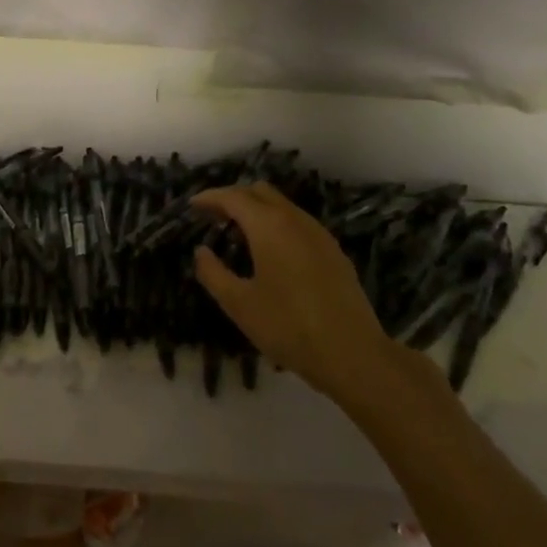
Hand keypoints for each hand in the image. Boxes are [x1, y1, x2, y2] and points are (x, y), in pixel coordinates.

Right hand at [191, 184, 401, 403]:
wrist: (353, 355)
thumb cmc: (288, 327)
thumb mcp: (239, 304)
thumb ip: (213, 273)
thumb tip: (201, 252)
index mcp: (269, 226)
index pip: (233, 197)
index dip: (210, 197)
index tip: (193, 205)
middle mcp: (295, 220)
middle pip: (260, 192)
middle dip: (234, 198)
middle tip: (214, 217)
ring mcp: (319, 234)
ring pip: (282, 206)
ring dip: (258, 211)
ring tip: (240, 235)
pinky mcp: (334, 252)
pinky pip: (298, 223)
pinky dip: (277, 225)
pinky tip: (272, 253)